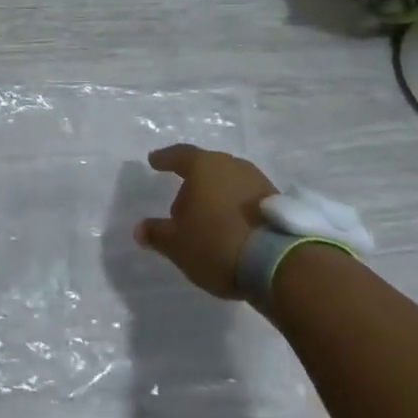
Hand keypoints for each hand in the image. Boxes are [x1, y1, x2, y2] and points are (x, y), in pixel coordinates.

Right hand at [134, 144, 278, 297]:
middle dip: (192, 184)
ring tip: (208, 220)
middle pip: (205, 168)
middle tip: (181, 206)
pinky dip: (235, 208)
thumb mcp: (178, 245)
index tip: (154, 161)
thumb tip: (139, 228)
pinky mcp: (276, 201)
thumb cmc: (216, 243)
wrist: (278, 262)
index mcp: (203, 166)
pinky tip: (232, 227)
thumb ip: (157, 234)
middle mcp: (230, 164)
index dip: (165, 159)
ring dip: (216, 196)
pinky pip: (247, 198)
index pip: (179, 155)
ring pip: (228, 182)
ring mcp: (256, 180)